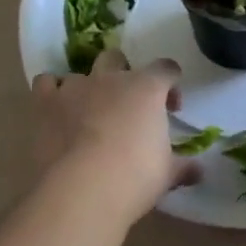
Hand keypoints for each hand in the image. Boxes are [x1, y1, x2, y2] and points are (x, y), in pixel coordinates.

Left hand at [32, 49, 196, 222]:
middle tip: (127, 103)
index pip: (165, 68)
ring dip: (86, 89)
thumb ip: (182, 167)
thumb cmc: (135, 177)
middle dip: (123, 73)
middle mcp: (111, 78)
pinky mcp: (46, 102)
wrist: (84, 188)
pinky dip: (51, 92)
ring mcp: (75, 87)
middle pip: (117, 58)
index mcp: (146, 88)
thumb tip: (199, 171)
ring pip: (79, 73)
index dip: (171, 83)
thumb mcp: (166, 174)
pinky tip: (56, 110)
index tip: (172, 107)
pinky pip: (46, 83)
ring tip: (88, 113)